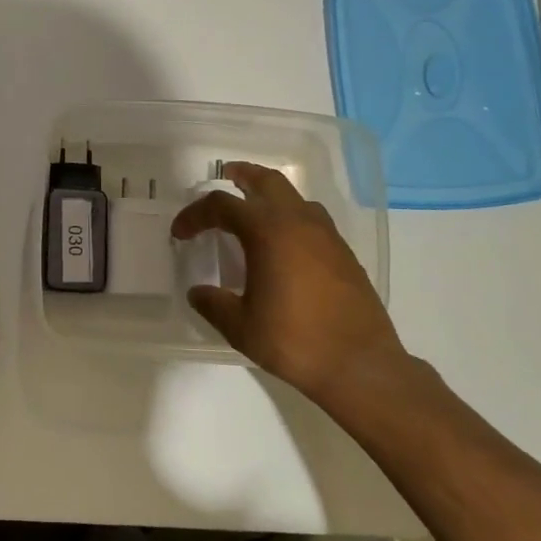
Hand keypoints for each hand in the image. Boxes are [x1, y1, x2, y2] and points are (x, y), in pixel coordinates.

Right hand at [171, 161, 408, 405]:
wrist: (360, 364)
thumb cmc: (294, 340)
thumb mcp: (240, 326)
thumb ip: (213, 304)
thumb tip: (198, 292)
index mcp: (267, 232)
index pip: (222, 206)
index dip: (195, 215)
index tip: (180, 233)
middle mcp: (298, 222)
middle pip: (267, 182)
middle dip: (243, 175)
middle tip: (226, 175)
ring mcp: (326, 235)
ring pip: (295, 197)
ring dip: (270, 195)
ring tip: (254, 210)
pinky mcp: (344, 253)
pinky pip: (313, 219)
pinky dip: (292, 217)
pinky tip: (285, 244)